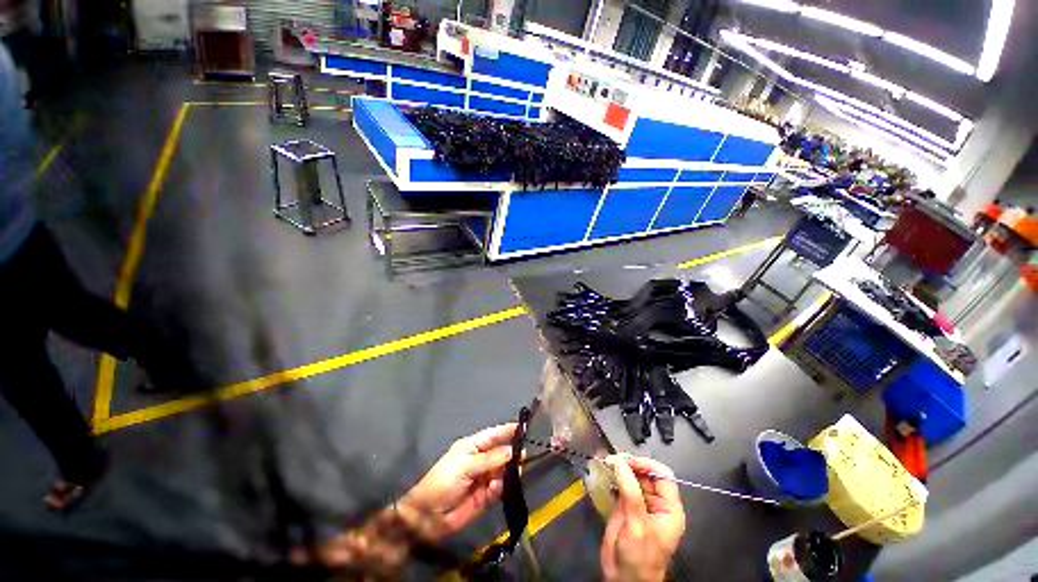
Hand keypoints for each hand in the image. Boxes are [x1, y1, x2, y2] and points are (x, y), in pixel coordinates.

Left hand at [397, 423, 517, 542]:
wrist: (427, 518)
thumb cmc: (442, 482)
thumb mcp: (464, 466)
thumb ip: (490, 459)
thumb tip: (513, 450)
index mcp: (472, 447)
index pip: (493, 435)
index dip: (507, 431)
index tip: (524, 428)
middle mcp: (480, 460)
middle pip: (501, 453)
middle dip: (512, 453)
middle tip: (523, 456)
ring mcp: (484, 479)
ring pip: (503, 471)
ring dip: (508, 472)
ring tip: (513, 473)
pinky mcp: (486, 497)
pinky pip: (499, 489)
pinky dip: (500, 487)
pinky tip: (495, 488)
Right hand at [601, 455, 685, 581]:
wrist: (625, 579)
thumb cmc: (640, 556)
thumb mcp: (638, 524)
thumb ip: (630, 492)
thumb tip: (619, 461)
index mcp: (669, 508)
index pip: (663, 476)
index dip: (646, 464)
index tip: (626, 460)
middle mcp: (656, 503)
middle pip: (646, 474)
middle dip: (630, 464)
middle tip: (611, 459)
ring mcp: (640, 504)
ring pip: (633, 478)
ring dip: (620, 469)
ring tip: (606, 463)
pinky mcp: (626, 507)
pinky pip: (621, 486)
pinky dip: (613, 478)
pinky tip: (604, 473)